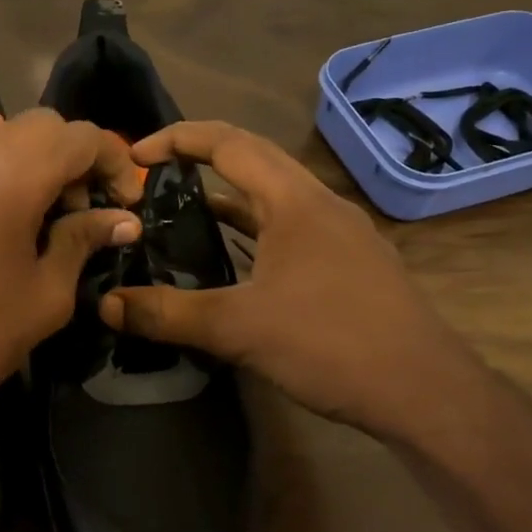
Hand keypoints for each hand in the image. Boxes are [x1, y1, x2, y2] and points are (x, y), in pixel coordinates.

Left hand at [0, 108, 142, 452]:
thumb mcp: (48, 293)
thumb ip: (84, 241)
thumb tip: (123, 220)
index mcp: (17, 172)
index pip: (83, 136)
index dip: (114, 163)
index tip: (124, 205)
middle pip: (42, 124)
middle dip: (73, 155)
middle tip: (80, 209)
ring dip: (25, 152)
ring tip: (31, 202)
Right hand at [99, 120, 467, 436]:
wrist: (426, 392)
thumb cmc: (332, 343)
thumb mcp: (239, 328)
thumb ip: (169, 314)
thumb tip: (106, 305)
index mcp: (295, 200)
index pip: (229, 143)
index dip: (178, 139)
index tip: (135, 156)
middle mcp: (320, 204)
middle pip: (254, 161)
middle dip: (200, 161)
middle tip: (152, 181)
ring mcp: (341, 234)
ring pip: (274, 199)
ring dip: (228, 199)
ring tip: (181, 215)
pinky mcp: (351, 265)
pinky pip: (290, 230)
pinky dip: (254, 232)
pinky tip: (234, 262)